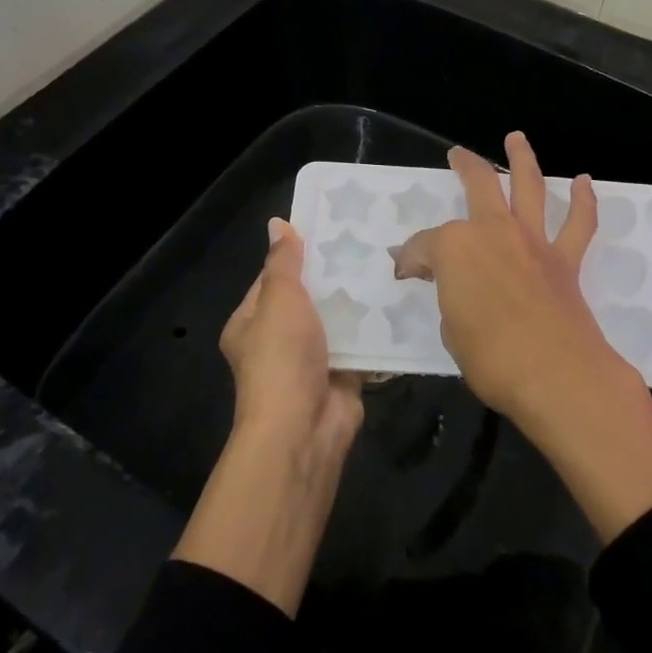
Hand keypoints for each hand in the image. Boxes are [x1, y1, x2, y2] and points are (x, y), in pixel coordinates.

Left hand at [172, 219, 362, 616]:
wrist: (303, 429)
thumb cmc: (281, 357)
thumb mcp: (278, 299)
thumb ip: (283, 262)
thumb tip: (277, 223)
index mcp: (251, 322)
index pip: (273, 278)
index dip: (297, 253)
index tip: (330, 227)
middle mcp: (279, 340)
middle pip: (309, 297)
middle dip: (334, 275)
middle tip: (369, 241)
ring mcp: (311, 359)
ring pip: (337, 319)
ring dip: (358, 300)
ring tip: (390, 262)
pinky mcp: (343, 374)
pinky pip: (361, 343)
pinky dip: (376, 328)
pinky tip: (400, 300)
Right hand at [391, 133, 611, 418]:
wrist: (556, 374)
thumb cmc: (490, 357)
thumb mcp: (450, 330)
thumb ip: (449, 299)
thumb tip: (452, 288)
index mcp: (455, 247)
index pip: (423, 246)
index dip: (410, 259)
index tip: (405, 273)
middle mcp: (493, 230)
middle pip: (479, 184)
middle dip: (465, 166)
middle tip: (457, 155)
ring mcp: (532, 241)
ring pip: (529, 186)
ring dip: (522, 159)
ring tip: (517, 138)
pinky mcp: (565, 260)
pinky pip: (579, 223)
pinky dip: (584, 201)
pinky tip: (585, 182)